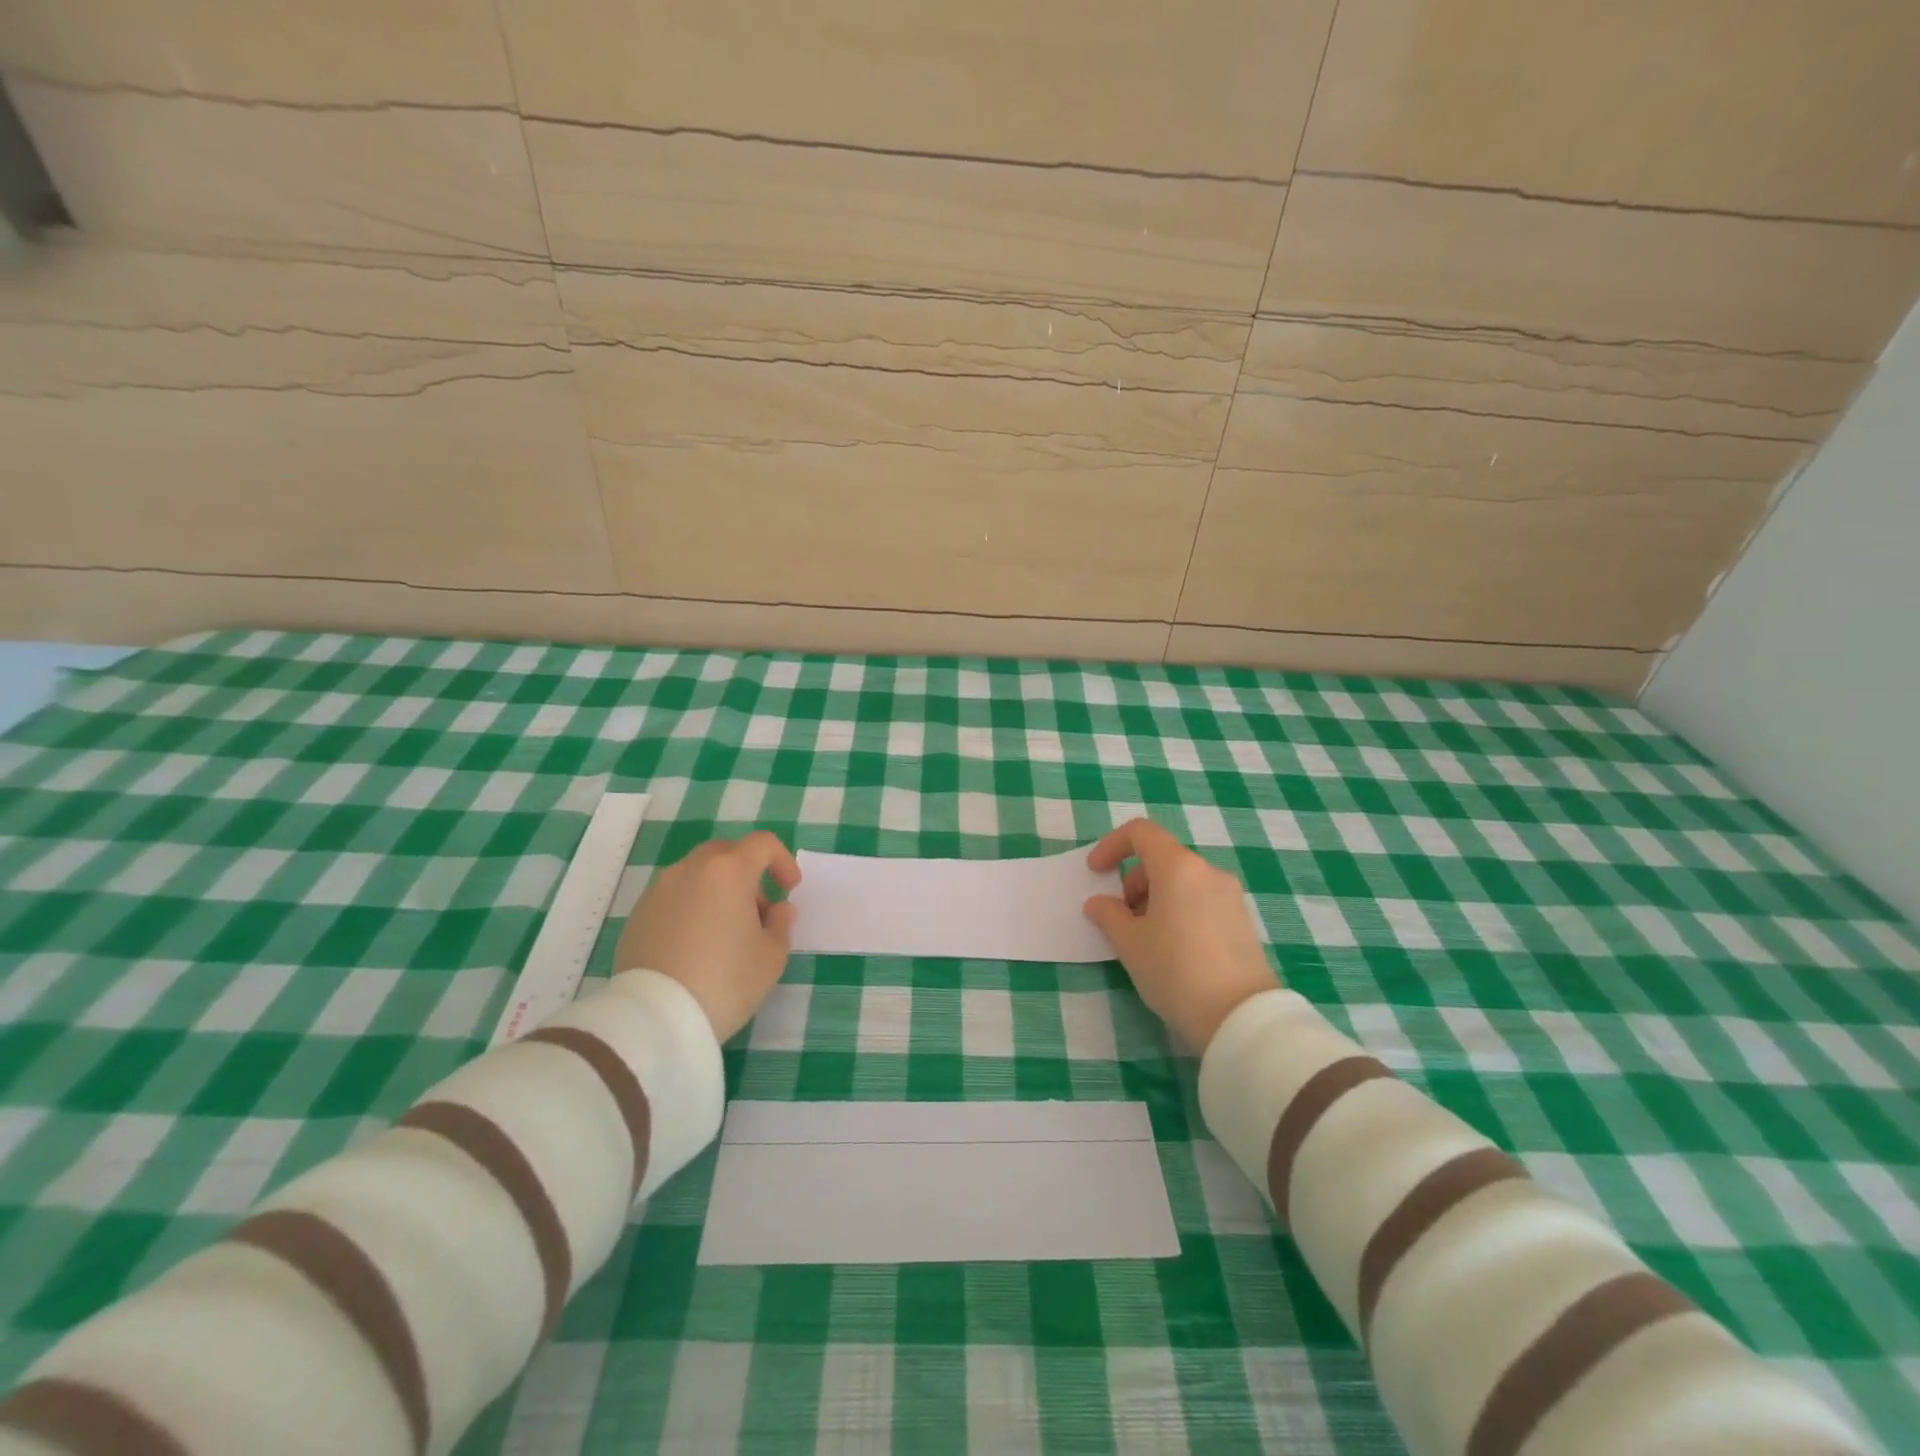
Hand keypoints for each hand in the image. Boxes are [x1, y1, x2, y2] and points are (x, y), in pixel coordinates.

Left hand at [615, 831, 801, 1041]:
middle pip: (726, 853)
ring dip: (718, 890)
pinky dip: (691, 907)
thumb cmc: (725, 981)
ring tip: (725, 931)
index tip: (789, 889)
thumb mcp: (771, 957)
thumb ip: (780, 924)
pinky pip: (673, 897)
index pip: (762, 844)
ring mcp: (659, 890)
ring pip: (697, 874)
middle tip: (757, 910)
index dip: (782, 860)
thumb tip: (778, 908)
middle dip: (748, 872)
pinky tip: (695, 945)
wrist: (655, 1018)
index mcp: (728, 871)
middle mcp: (691, 870)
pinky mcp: (638, 915)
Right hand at [1083, 818, 1276, 1052]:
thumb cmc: (1175, 970)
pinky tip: (1172, 948)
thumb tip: (1099, 904)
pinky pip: (1200, 900)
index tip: (1096, 873)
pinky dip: (1178, 910)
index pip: (1141, 832)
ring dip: (1154, 897)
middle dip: (1133, 880)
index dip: (1111, 845)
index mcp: (1179, 867)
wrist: (1240, 1016)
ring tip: (1145, 938)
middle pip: (1161, 858)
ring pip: (1182, 881)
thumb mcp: (1129, 943)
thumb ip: (1108, 915)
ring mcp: (1230, 895)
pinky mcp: (1242, 920)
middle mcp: (1208, 872)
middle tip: (1122, 918)